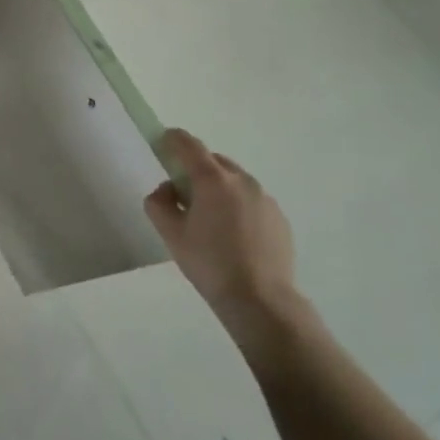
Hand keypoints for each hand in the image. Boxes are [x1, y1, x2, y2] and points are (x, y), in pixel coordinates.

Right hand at [144, 127, 298, 341]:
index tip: (163, 142)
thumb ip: (159, 203)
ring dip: (218, 188)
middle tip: (184, 195)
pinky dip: (238, 206)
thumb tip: (167, 191)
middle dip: (196, 169)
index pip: (189, 145)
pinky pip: (251, 200)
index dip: (173, 139)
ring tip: (211, 220)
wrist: (261, 300)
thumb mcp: (170, 234)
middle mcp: (242, 181)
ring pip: (234, 181)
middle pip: (213, 161)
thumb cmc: (209, 263)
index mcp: (213, 180)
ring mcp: (264, 198)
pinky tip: (234, 236)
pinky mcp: (279, 218)